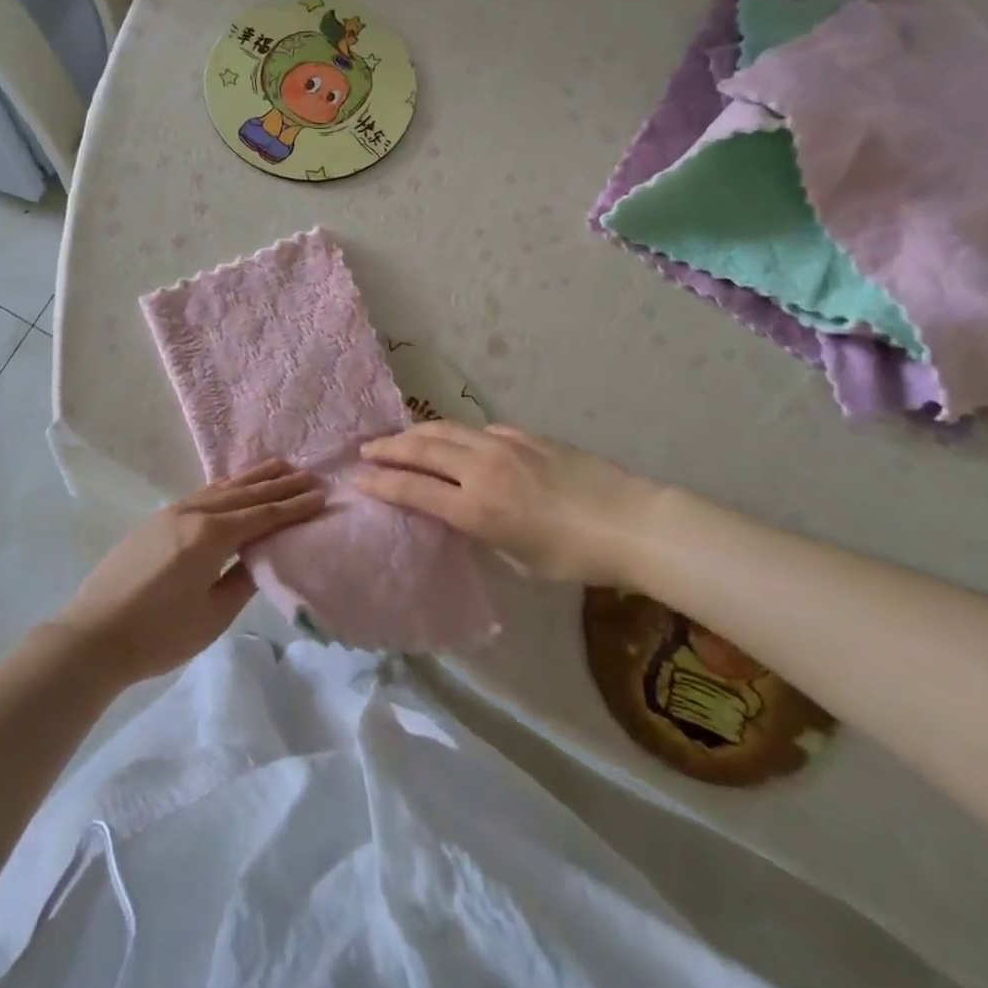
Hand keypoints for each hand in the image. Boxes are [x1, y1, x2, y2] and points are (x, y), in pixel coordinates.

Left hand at [53, 459, 324, 683]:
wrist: (93, 636)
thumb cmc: (158, 634)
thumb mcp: (212, 615)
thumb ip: (242, 581)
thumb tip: (261, 557)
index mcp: (210, 536)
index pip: (262, 515)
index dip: (293, 507)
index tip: (320, 495)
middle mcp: (193, 514)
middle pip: (244, 494)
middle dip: (278, 485)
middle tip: (308, 474)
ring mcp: (172, 514)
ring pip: (221, 489)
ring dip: (252, 478)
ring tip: (279, 465)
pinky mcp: (157, 521)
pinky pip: (202, 494)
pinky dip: (225, 486)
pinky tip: (232, 484)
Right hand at [354, 422, 662, 585]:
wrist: (632, 522)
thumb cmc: (576, 557)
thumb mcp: (519, 558)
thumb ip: (483, 532)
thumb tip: (464, 514)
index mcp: (477, 509)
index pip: (413, 489)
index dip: (380, 483)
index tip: (356, 478)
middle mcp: (482, 470)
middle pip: (421, 449)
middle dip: (388, 448)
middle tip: (366, 449)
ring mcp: (504, 446)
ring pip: (446, 429)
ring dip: (416, 432)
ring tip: (398, 437)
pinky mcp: (525, 435)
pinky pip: (480, 429)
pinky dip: (457, 434)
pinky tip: (456, 440)